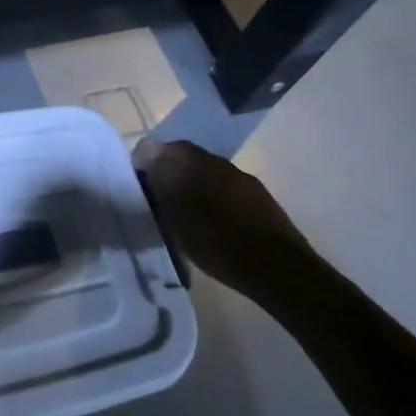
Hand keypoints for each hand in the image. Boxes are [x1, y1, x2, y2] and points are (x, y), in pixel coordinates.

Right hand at [133, 139, 315, 302]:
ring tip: (185, 211)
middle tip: (158, 198)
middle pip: (180, 156)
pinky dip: (212, 194)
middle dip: (166, 172)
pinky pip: (224, 184)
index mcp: (189, 162)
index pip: (153, 148)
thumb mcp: (175, 222)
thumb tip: (147, 169)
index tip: (138, 185)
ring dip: (191, 182)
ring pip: (203, 170)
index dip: (142, 163)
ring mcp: (238, 175)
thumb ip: (159, 190)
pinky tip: (214, 219)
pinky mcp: (256, 192)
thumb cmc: (217, 244)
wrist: (277, 266)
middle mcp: (213, 160)